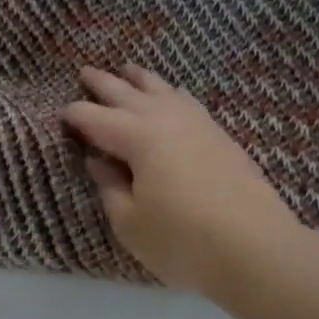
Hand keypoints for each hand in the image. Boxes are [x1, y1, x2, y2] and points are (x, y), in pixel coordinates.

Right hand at [64, 65, 309, 297]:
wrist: (257, 248)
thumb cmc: (183, 240)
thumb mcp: (131, 223)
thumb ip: (110, 188)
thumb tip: (98, 161)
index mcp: (136, 137)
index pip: (95, 118)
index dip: (75, 116)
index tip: (60, 115)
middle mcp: (164, 119)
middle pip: (126, 93)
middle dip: (102, 83)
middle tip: (85, 72)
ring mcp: (197, 124)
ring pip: (161, 89)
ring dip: (140, 79)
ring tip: (128, 69)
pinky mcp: (220, 136)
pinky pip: (186, 101)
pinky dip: (170, 93)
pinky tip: (172, 96)